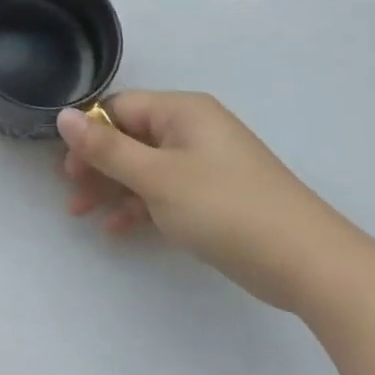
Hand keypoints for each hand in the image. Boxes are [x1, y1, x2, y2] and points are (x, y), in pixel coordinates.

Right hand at [56, 92, 356, 311]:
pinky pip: (165, 191)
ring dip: (113, 189)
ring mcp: (206, 163)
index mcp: (181, 111)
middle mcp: (193, 129)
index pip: (118, 108)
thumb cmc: (226, 208)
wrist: (312, 265)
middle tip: (72, 196)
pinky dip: (140, 206)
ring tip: (83, 215)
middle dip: (97, 166)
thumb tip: (63, 115)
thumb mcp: (157, 177)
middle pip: (129, 137)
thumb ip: (106, 148)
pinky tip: (117, 230)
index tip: (65, 169)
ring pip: (144, 167)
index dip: (88, 135)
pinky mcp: (215, 196)